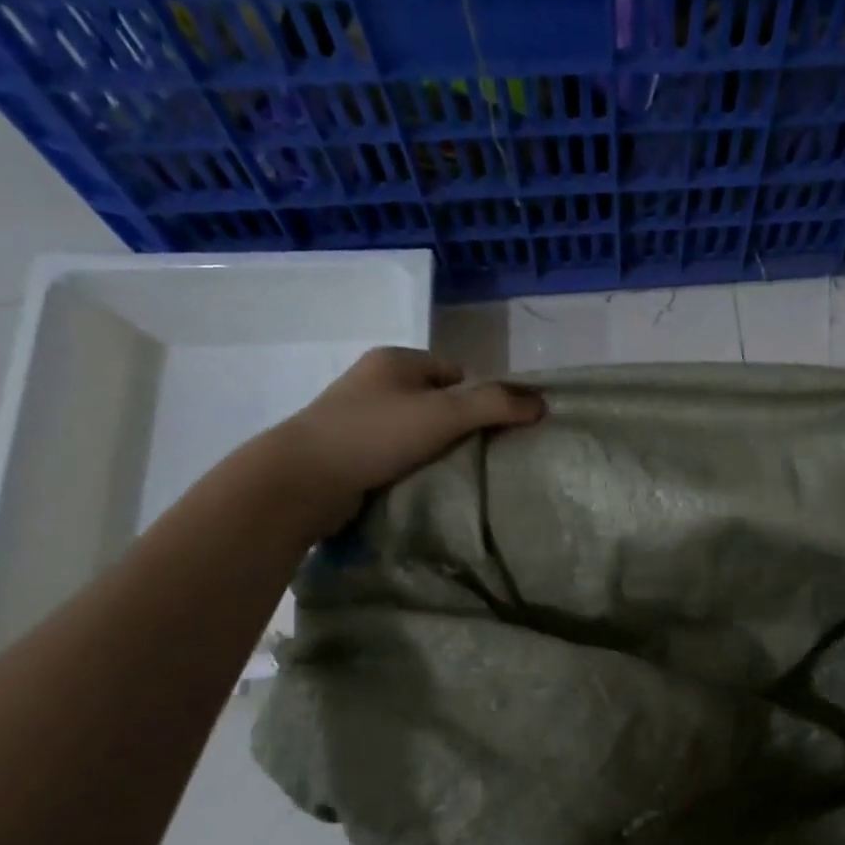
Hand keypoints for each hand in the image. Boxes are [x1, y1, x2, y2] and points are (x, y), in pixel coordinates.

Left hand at [265, 347, 543, 538]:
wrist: (303, 479)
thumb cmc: (375, 435)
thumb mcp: (444, 414)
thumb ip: (495, 405)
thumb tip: (542, 403)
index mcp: (396, 360)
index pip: (456, 372)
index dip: (480, 398)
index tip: (495, 431)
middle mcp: (375, 381)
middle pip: (437, 400)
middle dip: (460, 426)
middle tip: (482, 455)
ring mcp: (358, 416)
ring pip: (416, 429)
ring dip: (436, 449)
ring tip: (455, 474)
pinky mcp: (349, 450)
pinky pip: (396, 452)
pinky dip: (412, 465)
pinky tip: (423, 484)